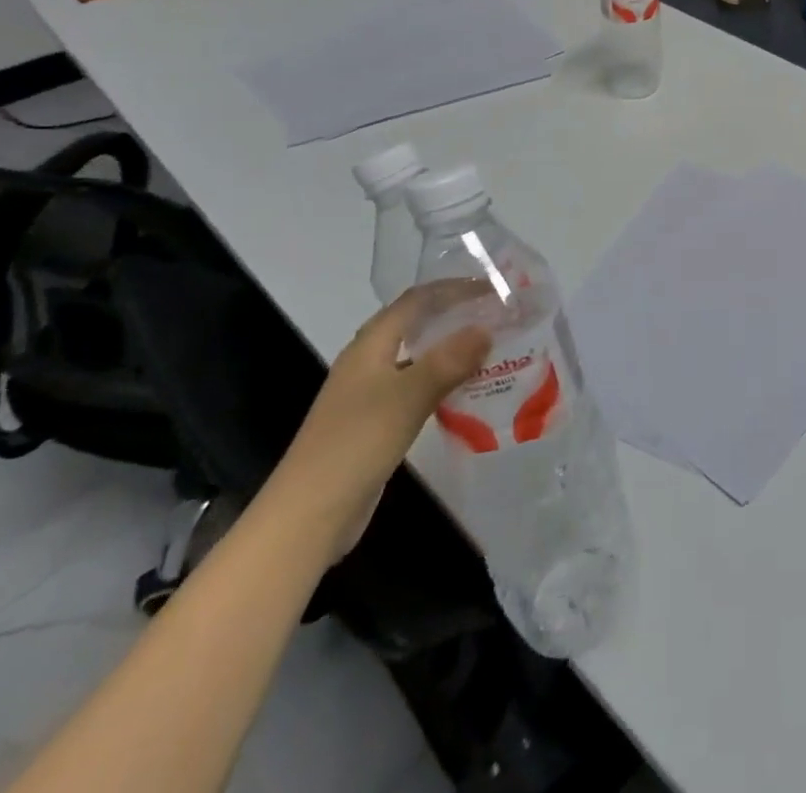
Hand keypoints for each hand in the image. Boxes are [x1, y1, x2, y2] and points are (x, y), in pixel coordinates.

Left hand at [265, 283, 490, 558]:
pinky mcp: (376, 424)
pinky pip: (417, 388)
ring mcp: (369, 395)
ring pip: (418, 358)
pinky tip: (468, 391)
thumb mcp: (407, 397)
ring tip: (492, 348)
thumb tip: (486, 329)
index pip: (416, 300)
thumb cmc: (355, 444)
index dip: (453, 288)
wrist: (308, 516)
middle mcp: (368, 363)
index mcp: (370, 346)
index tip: (492, 288)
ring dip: (451, 349)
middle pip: (416, 325)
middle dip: (455, 315)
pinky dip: (443, 381)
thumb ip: (448, 361)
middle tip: (497, 315)